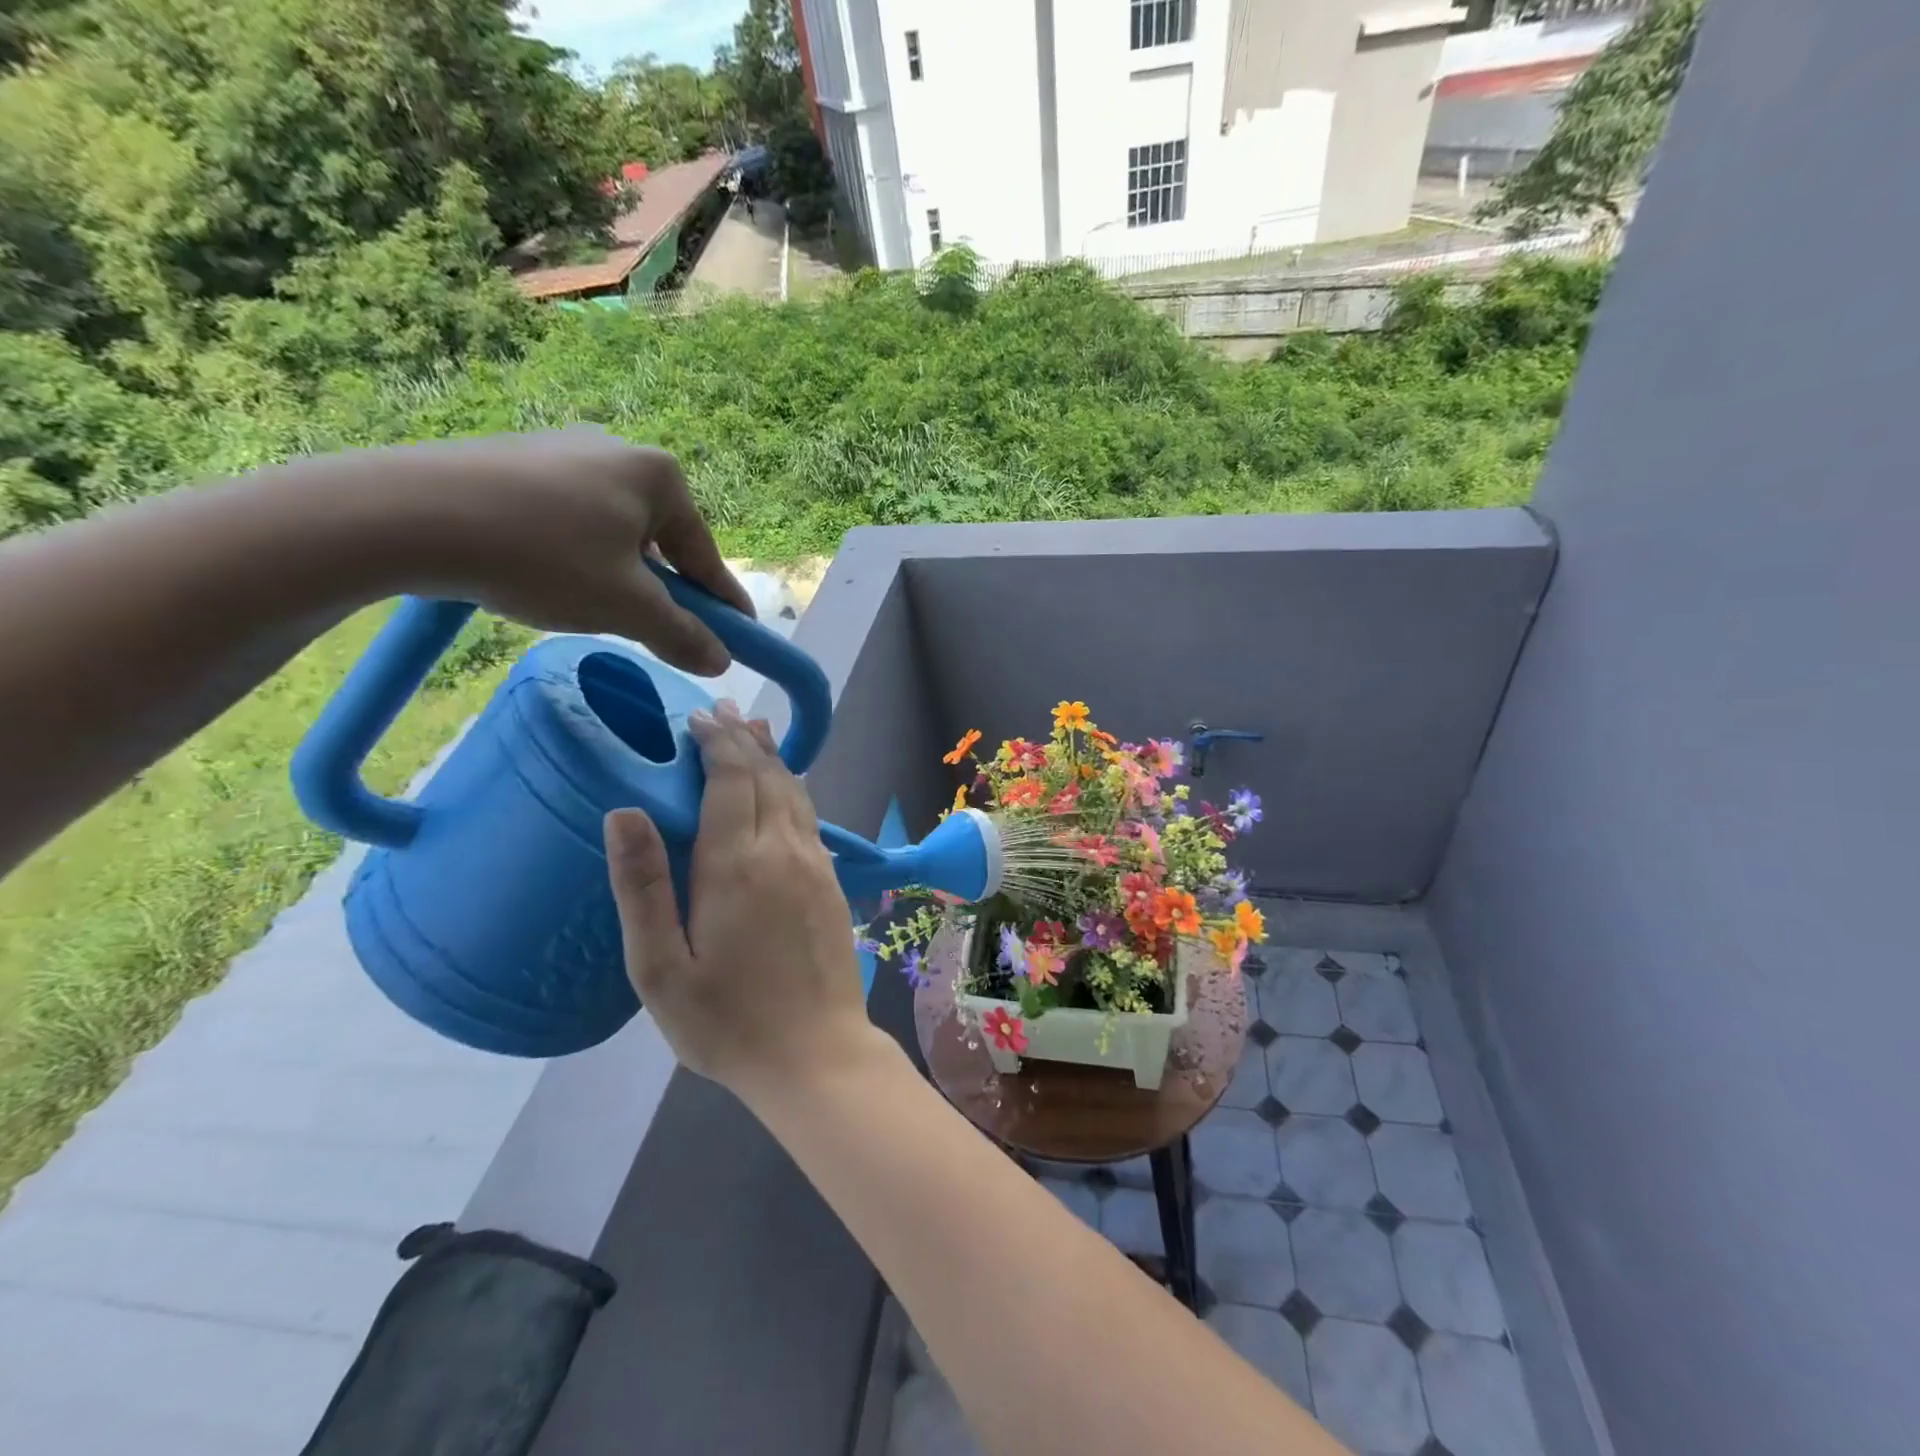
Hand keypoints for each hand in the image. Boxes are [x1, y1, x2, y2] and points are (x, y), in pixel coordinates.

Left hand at [308, 426, 753, 674]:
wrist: (408, 515)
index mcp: (658, 476)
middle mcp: (618, 450)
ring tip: (591, 607)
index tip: (740, 636)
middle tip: (655, 629)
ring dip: (618, 574)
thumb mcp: (626, 608)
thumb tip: (721, 661)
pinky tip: (548, 577)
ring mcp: (563, 450)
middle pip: (660, 541)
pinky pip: (570, 519)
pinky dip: (575, 555)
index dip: (723, 603)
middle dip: (662, 588)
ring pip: (614, 531)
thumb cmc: (543, 557)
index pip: (705, 555)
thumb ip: (682, 635)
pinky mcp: (516, 461)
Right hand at [602, 700, 876, 1099]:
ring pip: (794, 792)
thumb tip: (624, 812)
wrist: (817, 1054)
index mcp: (736, 865)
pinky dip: (793, 789)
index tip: (698, 717)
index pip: (730, 780)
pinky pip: (810, 818)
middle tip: (724, 711)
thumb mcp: (660, 969)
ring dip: (773, 759)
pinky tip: (785, 789)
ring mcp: (815, 865)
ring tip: (756, 731)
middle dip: (743, 740)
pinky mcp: (833, 883)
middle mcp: (782, 850)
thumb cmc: (727, 1022)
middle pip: (766, 776)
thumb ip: (643, 887)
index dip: (716, 743)